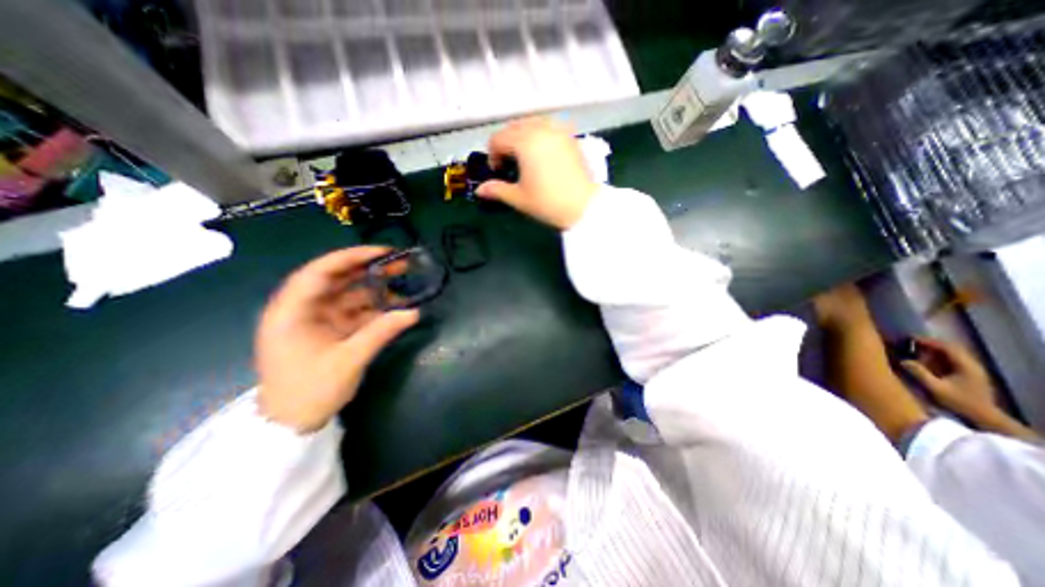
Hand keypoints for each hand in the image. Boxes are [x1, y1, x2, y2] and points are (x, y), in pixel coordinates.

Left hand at [253, 245, 418, 432]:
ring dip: (376, 289)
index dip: (352, 257)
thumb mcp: (349, 360)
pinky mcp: (330, 330)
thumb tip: (414, 312)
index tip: (383, 252)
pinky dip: (375, 309)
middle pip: (337, 280)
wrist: (291, 425)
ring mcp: (317, 319)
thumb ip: (381, 332)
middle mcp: (302, 309)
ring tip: (404, 283)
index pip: (320, 272)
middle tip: (401, 264)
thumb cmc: (309, 391)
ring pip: (349, 295)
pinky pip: (355, 312)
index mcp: (292, 311)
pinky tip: (396, 307)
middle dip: (370, 270)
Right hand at [476, 116, 599, 228]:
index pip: (498, 138)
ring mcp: (558, 130)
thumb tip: (479, 190)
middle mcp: (541, 129)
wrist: (584, 207)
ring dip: (522, 136)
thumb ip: (497, 190)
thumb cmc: (548, 203)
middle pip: (514, 127)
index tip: (498, 171)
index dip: (493, 155)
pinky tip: (542, 152)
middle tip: (509, 164)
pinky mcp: (570, 137)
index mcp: (525, 142)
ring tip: (524, 157)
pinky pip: (549, 127)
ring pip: (532, 123)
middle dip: (506, 143)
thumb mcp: (519, 198)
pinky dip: (539, 134)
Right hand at [899, 337, 993, 419]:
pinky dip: (939, 358)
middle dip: (930, 345)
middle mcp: (972, 365)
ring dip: (934, 352)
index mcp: (966, 366)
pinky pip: (953, 361)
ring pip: (952, 355)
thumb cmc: (959, 402)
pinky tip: (927, 362)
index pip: (948, 347)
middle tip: (910, 344)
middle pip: (951, 349)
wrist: (984, 417)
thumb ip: (919, 373)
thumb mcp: (936, 388)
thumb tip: (903, 361)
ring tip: (916, 352)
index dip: (929, 342)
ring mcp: (973, 370)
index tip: (910, 339)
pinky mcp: (970, 375)